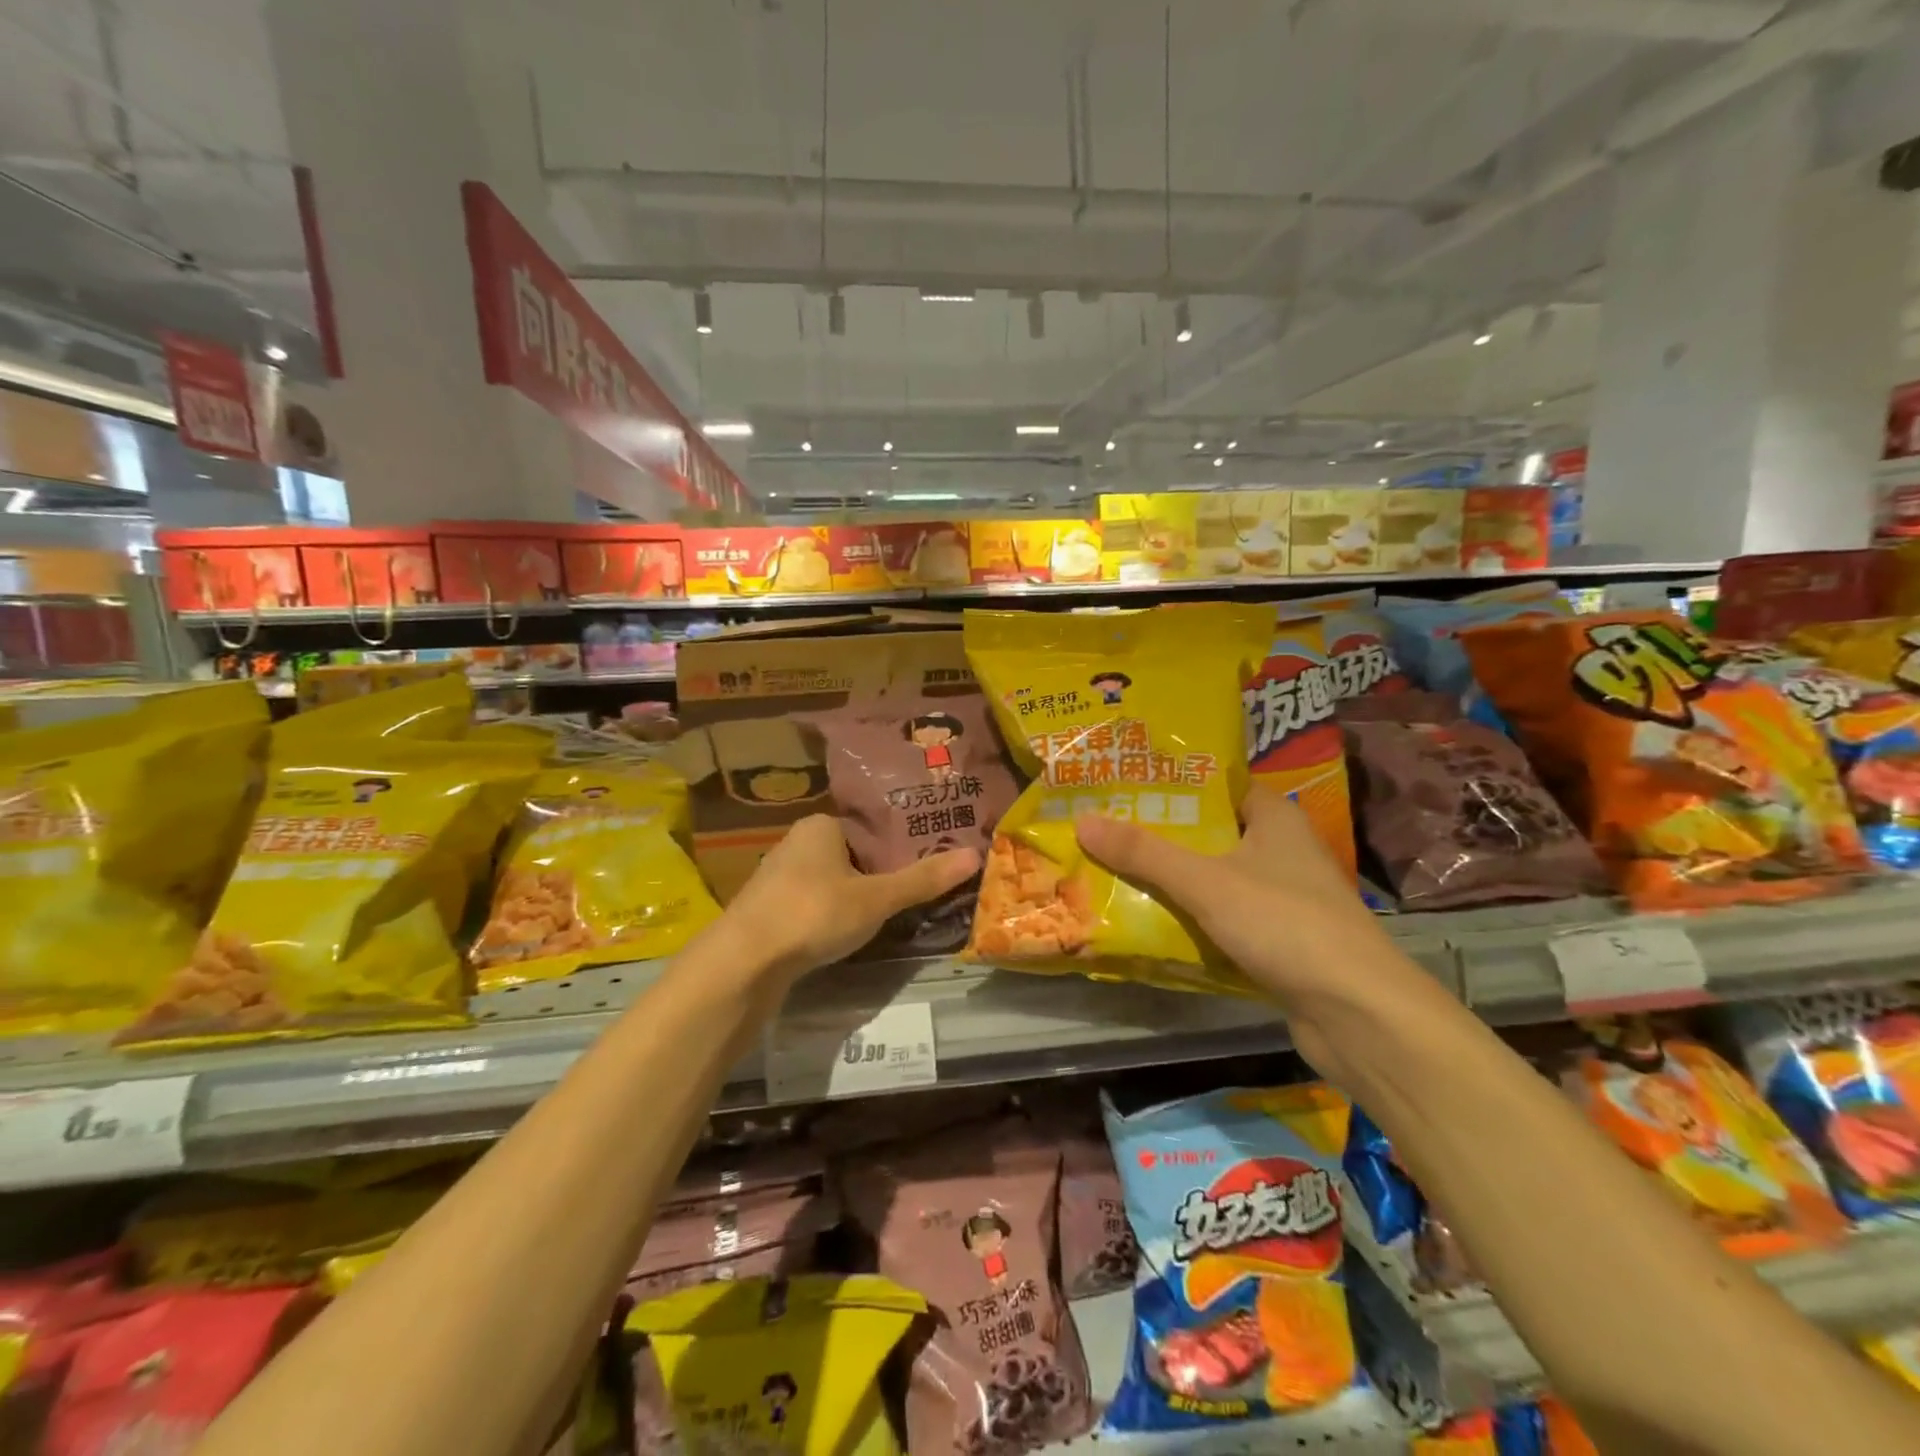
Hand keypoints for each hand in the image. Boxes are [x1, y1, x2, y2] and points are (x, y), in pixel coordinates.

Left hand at [721, 815, 979, 984]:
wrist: (744, 961)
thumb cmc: (814, 913)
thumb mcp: (877, 898)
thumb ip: (923, 879)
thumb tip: (976, 855)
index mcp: (821, 825)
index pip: (869, 829)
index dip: (898, 847)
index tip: (925, 865)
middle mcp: (795, 843)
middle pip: (851, 856)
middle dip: (878, 874)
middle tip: (912, 894)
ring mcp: (777, 878)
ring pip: (830, 882)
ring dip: (853, 898)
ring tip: (886, 916)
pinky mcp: (767, 910)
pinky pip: (812, 905)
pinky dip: (830, 916)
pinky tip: (844, 935)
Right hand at [1074, 789, 1427, 1067]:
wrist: (1358, 1013)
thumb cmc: (1285, 924)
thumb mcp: (1206, 882)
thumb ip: (1144, 852)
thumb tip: (1083, 821)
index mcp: (1274, 818)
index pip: (1217, 785)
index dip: (1173, 783)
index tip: (1123, 785)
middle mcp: (1282, 849)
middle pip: (1210, 832)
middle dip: (1161, 834)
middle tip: (1106, 829)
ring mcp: (1283, 897)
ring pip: (1215, 877)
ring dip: (1173, 879)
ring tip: (1114, 870)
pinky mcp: (1280, 938)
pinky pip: (1224, 916)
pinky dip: (1192, 917)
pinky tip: (1151, 921)